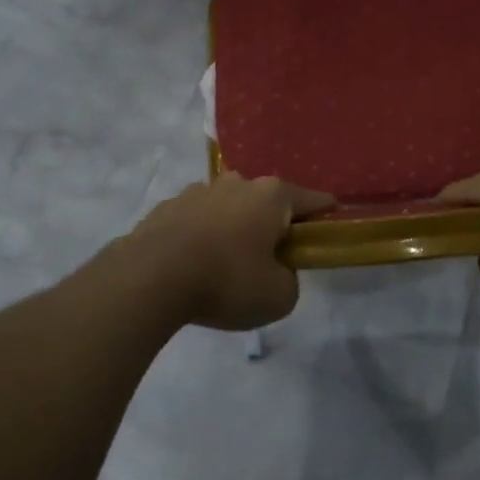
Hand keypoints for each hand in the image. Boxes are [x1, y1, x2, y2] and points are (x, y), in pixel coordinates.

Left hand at [123, 174, 333, 331]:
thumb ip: (290, 280)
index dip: (326, 216)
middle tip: (272, 258)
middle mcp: (238, 183)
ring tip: (227, 264)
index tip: (330, 229)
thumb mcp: (279, 297)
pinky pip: (197, 220)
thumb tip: (277, 271)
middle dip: (273, 224)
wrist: (149, 278)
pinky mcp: (167, 207)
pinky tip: (194, 265)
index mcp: (272, 196)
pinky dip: (202, 237)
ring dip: (234, 228)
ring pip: (229, 208)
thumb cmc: (226, 281)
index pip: (313, 200)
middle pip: (267, 201)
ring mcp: (199, 191)